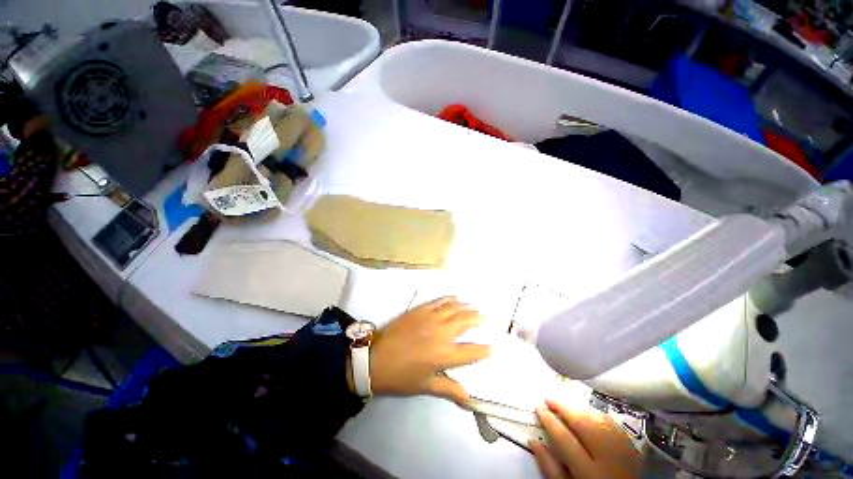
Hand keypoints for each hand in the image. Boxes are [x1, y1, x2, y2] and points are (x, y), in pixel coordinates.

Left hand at [368, 297, 489, 403]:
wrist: (376, 358)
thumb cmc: (401, 376)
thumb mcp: (425, 386)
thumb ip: (448, 389)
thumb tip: (468, 398)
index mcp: (444, 355)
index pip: (471, 352)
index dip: (483, 350)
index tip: (490, 348)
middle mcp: (442, 333)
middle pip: (465, 322)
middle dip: (477, 319)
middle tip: (484, 317)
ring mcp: (431, 318)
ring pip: (454, 309)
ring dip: (466, 307)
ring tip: (473, 307)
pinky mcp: (421, 309)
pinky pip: (439, 301)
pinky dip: (449, 299)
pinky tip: (455, 298)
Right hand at [532, 400, 641, 478]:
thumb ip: (551, 469)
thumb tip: (534, 443)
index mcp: (589, 472)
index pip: (565, 439)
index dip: (549, 421)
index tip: (538, 408)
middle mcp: (608, 458)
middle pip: (583, 424)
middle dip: (563, 408)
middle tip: (548, 400)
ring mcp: (623, 452)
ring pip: (598, 420)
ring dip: (578, 409)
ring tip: (563, 404)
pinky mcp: (632, 448)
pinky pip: (612, 424)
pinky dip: (596, 415)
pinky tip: (585, 413)